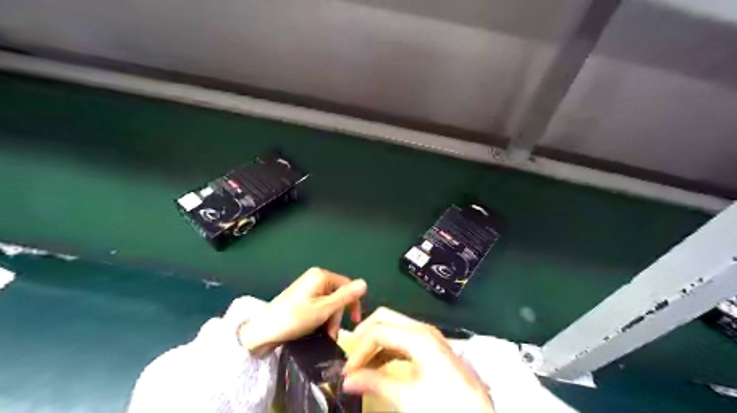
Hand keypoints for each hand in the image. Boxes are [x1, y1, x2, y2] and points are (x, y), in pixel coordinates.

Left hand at [238, 268, 366, 354]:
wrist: (261, 332)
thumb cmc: (293, 319)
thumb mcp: (323, 310)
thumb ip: (345, 297)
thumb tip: (365, 283)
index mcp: (321, 276)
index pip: (347, 285)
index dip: (353, 303)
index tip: (355, 322)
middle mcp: (315, 278)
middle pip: (338, 296)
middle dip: (337, 316)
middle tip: (331, 334)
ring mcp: (307, 288)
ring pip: (329, 303)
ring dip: (329, 320)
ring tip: (323, 336)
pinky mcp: (301, 298)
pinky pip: (319, 306)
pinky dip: (320, 319)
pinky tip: (316, 331)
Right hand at [343, 307, 490, 411]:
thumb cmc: (445, 406)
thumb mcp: (408, 398)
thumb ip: (375, 384)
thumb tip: (347, 381)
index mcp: (418, 337)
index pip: (378, 331)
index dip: (359, 350)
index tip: (347, 371)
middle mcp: (423, 329)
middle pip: (385, 318)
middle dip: (364, 334)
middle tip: (351, 357)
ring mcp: (428, 336)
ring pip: (393, 325)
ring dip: (375, 341)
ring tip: (362, 363)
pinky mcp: (431, 345)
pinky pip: (403, 337)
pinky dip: (388, 347)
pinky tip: (380, 363)